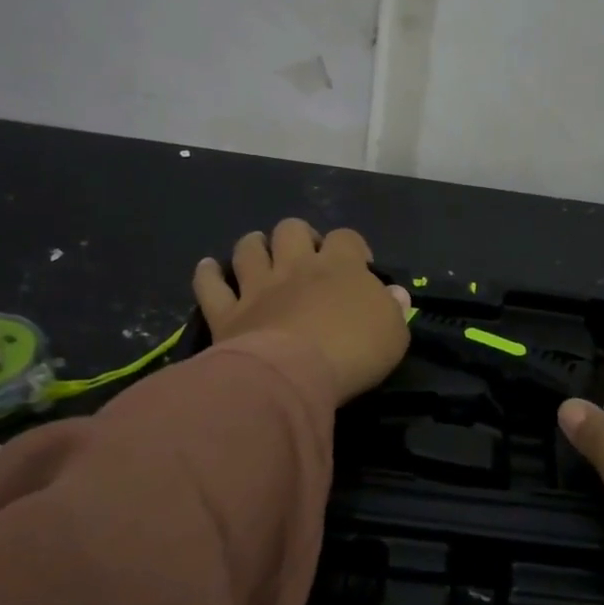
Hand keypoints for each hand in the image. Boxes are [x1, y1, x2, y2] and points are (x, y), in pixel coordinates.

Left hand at [192, 220, 410, 403]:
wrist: (293, 375)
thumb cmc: (353, 352)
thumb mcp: (393, 334)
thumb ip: (393, 309)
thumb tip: (394, 294)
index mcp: (340, 266)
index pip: (347, 238)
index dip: (353, 247)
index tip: (359, 265)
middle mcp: (296, 267)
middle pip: (292, 229)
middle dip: (298, 236)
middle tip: (305, 257)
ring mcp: (257, 287)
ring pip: (249, 248)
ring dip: (254, 245)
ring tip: (259, 252)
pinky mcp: (228, 313)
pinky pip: (211, 285)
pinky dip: (209, 274)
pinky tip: (210, 269)